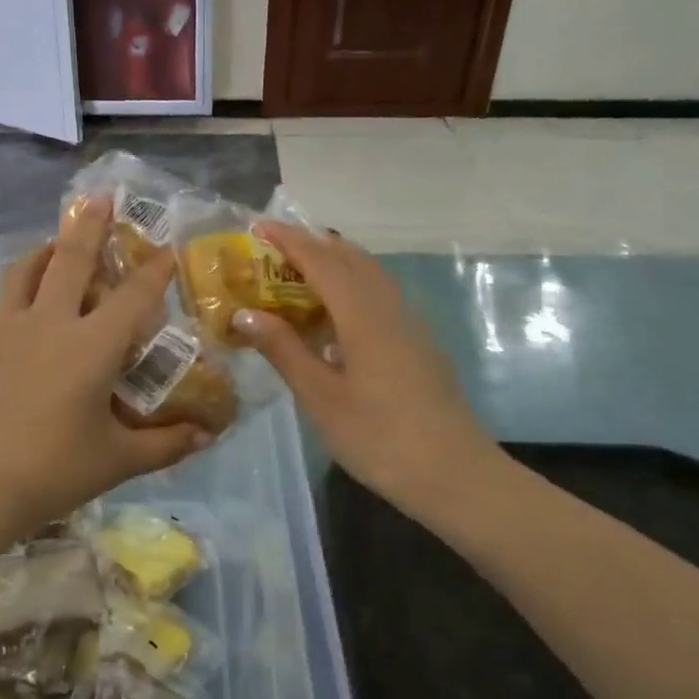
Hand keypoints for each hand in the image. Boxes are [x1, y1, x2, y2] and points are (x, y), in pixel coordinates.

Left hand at [0, 198, 207, 539]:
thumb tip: (208, 435)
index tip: (168, 248)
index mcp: (90, 347)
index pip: (133, 296)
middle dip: (90, 224)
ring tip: (56, 240)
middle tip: (100, 197)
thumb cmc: (49, 473)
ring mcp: (6, 328)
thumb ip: (166, 444)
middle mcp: (49, 322)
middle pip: (70, 258)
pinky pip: (1, 300)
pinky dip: (18, 287)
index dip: (155, 269)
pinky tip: (23, 303)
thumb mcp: (117, 461)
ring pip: (25, 269)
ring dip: (46, 248)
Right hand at [234, 224, 508, 526]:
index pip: (321, 261)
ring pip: (370, 276)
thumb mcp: (320, 396)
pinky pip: (380, 297)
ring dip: (335, 263)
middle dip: (313, 245)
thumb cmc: (379, 437)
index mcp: (362, 315)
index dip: (289, 241)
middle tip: (274, 247)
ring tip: (300, 270)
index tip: (259, 226)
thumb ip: (284, 350)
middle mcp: (389, 308)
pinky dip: (353, 288)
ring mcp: (409, 325)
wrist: (454, 473)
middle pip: (351, 259)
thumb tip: (244, 313)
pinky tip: (336, 316)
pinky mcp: (418, 344)